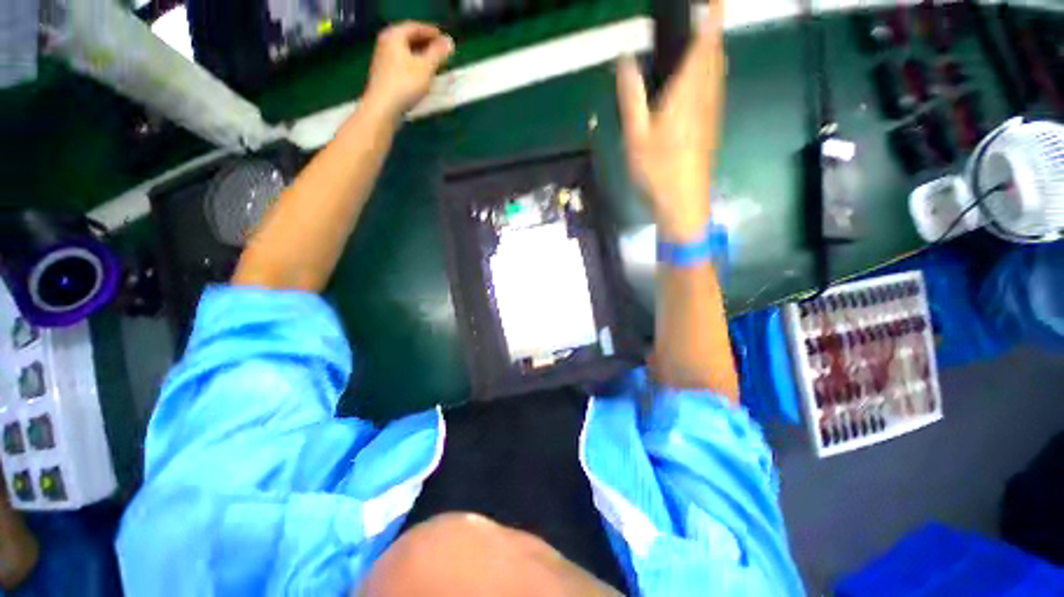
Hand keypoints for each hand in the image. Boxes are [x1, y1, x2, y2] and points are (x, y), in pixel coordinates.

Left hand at [364, 22, 454, 118]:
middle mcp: (385, 43)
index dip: (431, 31)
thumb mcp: (426, 67)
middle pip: (408, 38)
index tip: (444, 37)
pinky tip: (422, 74)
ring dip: (420, 55)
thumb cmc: (405, 84)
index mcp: (394, 36)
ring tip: (434, 62)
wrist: (383, 107)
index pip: (415, 27)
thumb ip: (438, 53)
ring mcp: (383, 59)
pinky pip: (402, 63)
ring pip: (405, 52)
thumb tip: (449, 41)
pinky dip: (413, 64)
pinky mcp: (384, 74)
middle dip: (425, 43)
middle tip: (441, 50)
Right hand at [616, 3, 726, 242]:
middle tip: (705, 19)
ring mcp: (712, 114)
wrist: (683, 202)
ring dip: (714, 52)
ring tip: (702, 42)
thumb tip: (625, 60)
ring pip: (719, 73)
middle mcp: (705, 97)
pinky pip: (716, 90)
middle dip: (713, 33)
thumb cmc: (657, 170)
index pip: (705, 44)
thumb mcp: (636, 136)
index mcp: (687, 94)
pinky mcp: (712, 128)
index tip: (716, 0)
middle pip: (716, 55)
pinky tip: (699, 83)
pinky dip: (711, 74)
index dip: (713, 17)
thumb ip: (631, 97)